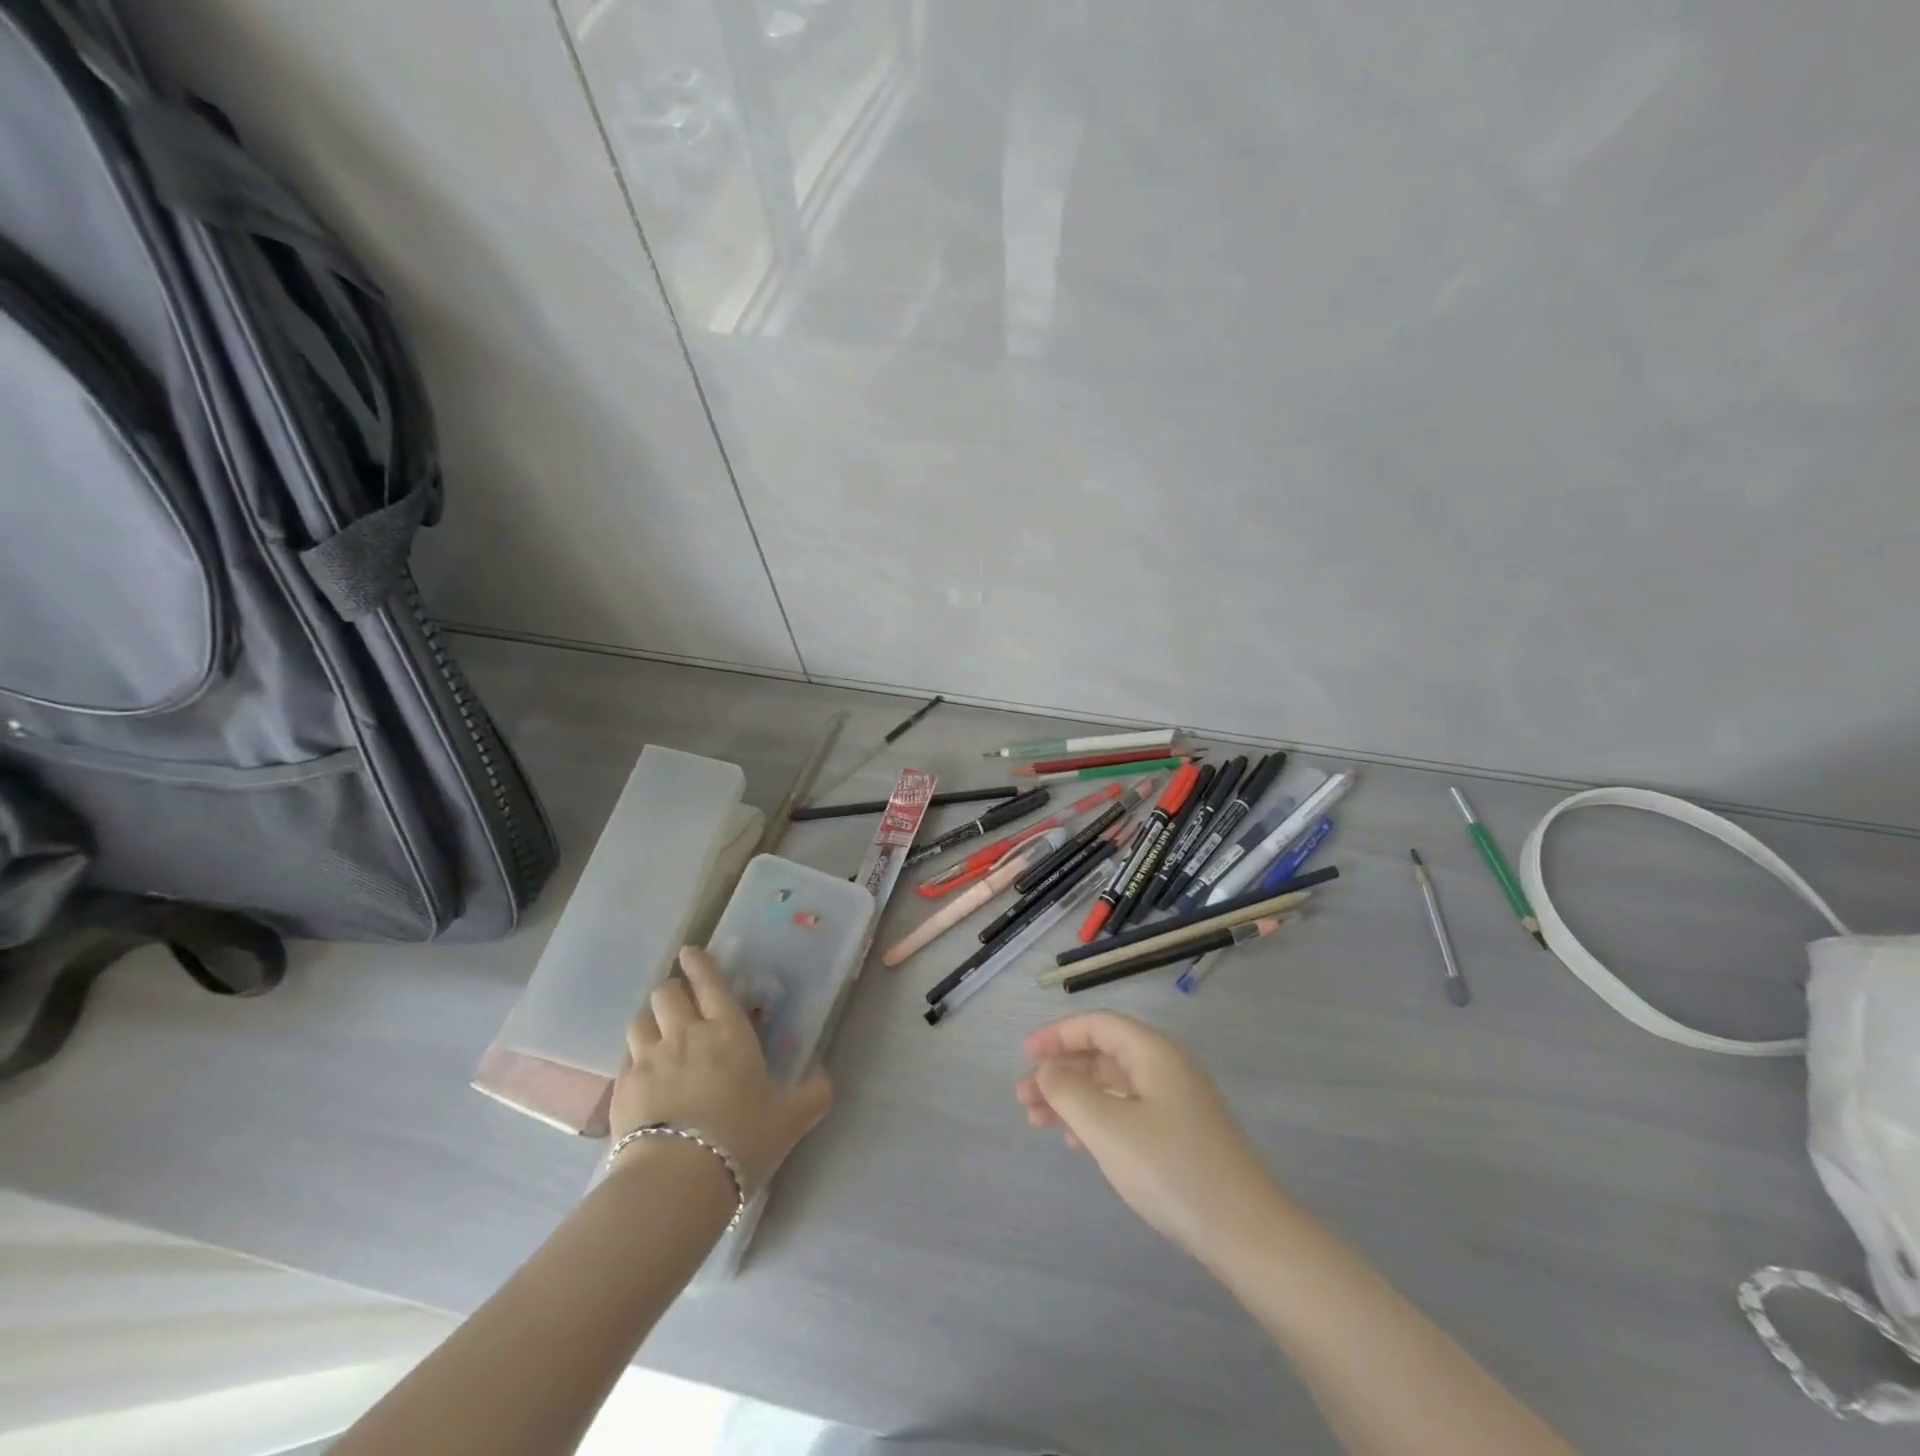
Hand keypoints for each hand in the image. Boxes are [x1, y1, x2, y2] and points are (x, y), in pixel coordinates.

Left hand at [610, 947, 832, 1195]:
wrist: (677, 1181)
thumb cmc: (741, 1140)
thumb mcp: (788, 1120)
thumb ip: (812, 1095)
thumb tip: (825, 1078)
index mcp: (728, 1031)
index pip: (709, 982)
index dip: (699, 963)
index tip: (691, 953)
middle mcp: (686, 1035)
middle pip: (667, 992)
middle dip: (673, 991)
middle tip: (681, 1003)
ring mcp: (648, 1059)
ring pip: (640, 1019)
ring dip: (650, 1020)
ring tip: (657, 1033)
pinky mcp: (622, 1088)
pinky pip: (625, 1057)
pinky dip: (634, 1057)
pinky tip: (642, 1074)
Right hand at [1017, 1011, 1283, 1261]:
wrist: (1248, 1235)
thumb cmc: (1172, 1170)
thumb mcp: (1109, 1128)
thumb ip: (1069, 1091)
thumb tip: (1047, 1069)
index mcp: (1154, 1052)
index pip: (1098, 1024)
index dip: (1057, 1035)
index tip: (1025, 1055)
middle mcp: (1167, 1067)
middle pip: (1103, 1054)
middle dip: (1061, 1071)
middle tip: (1023, 1098)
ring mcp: (1178, 1102)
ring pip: (1113, 1085)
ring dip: (1074, 1098)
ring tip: (1038, 1122)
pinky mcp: (1182, 1134)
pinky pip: (1128, 1110)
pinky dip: (1098, 1118)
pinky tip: (1077, 1142)